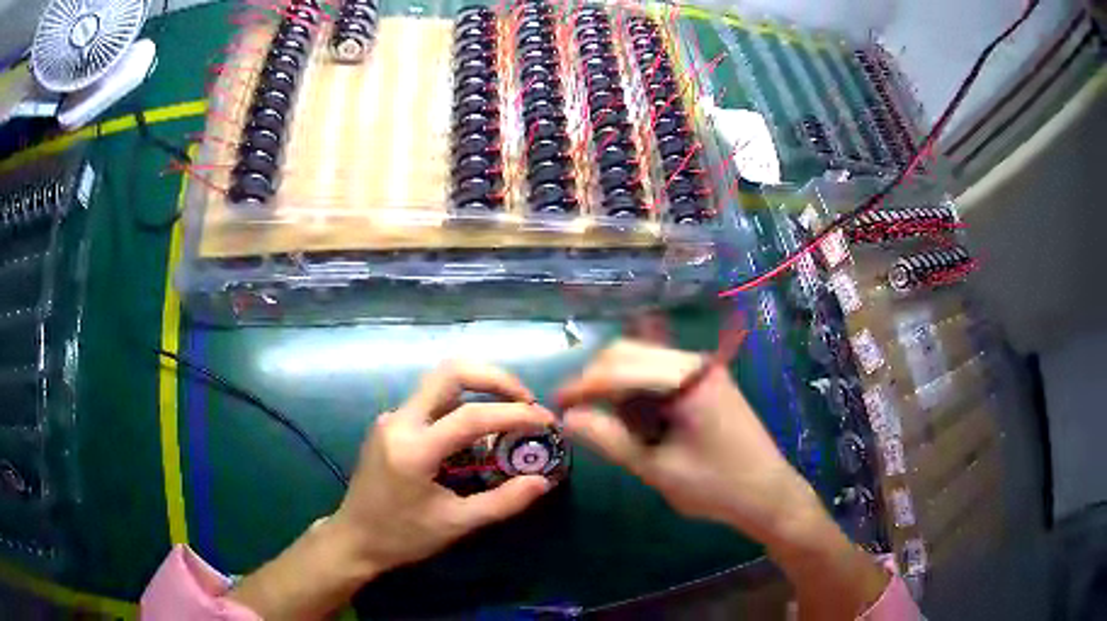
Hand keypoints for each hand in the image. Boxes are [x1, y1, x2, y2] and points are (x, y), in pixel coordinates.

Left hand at [332, 361, 556, 571]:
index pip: (471, 416)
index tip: (545, 421)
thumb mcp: (457, 524)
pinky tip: (476, 433)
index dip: (515, 414)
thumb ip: (504, 502)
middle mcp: (399, 421)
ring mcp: (391, 418)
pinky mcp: (390, 423)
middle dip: (495, 379)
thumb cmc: (403, 537)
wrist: (354, 538)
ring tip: (510, 414)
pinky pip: (431, 402)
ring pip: (440, 383)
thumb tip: (542, 481)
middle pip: (450, 373)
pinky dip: (461, 405)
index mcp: (413, 449)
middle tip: (526, 401)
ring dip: (479, 389)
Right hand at [557, 340, 890, 618]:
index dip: (584, 385)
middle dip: (598, 380)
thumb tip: (567, 418)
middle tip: (578, 414)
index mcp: (687, 379)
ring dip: (618, 384)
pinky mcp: (706, 382)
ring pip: (643, 359)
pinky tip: (634, 416)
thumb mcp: (657, 469)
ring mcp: (703, 370)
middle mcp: (695, 363)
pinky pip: (660, 372)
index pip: (621, 367)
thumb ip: (611, 440)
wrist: (768, 494)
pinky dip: (638, 389)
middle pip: (630, 353)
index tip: (556, 405)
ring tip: (608, 421)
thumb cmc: (716, 486)